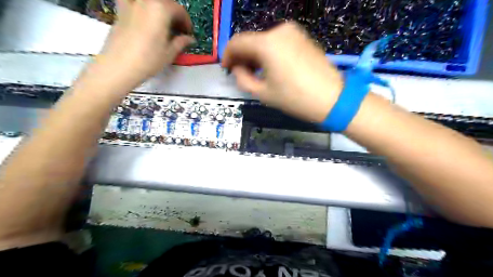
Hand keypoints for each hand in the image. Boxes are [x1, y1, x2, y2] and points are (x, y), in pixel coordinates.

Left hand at [94, 0, 193, 88]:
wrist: (119, 65)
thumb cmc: (149, 59)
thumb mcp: (169, 53)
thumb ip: (181, 42)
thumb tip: (190, 39)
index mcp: (161, 9)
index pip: (179, 10)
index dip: (186, 22)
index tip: (188, 33)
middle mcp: (146, 1)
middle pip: (165, 2)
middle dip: (174, 14)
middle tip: (178, 30)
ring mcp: (131, 4)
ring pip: (150, 2)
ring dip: (160, 9)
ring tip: (162, 23)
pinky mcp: (120, 10)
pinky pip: (132, 2)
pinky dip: (141, 7)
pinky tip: (143, 16)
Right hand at [223, 23, 343, 122]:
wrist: (332, 98)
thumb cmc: (295, 98)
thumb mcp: (263, 93)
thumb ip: (242, 79)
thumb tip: (237, 69)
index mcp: (267, 43)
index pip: (237, 42)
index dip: (227, 55)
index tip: (226, 68)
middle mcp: (280, 31)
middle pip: (251, 40)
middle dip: (242, 56)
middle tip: (239, 73)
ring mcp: (293, 32)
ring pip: (264, 41)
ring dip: (255, 55)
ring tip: (255, 73)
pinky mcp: (303, 38)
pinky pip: (278, 42)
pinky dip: (269, 53)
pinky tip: (270, 67)